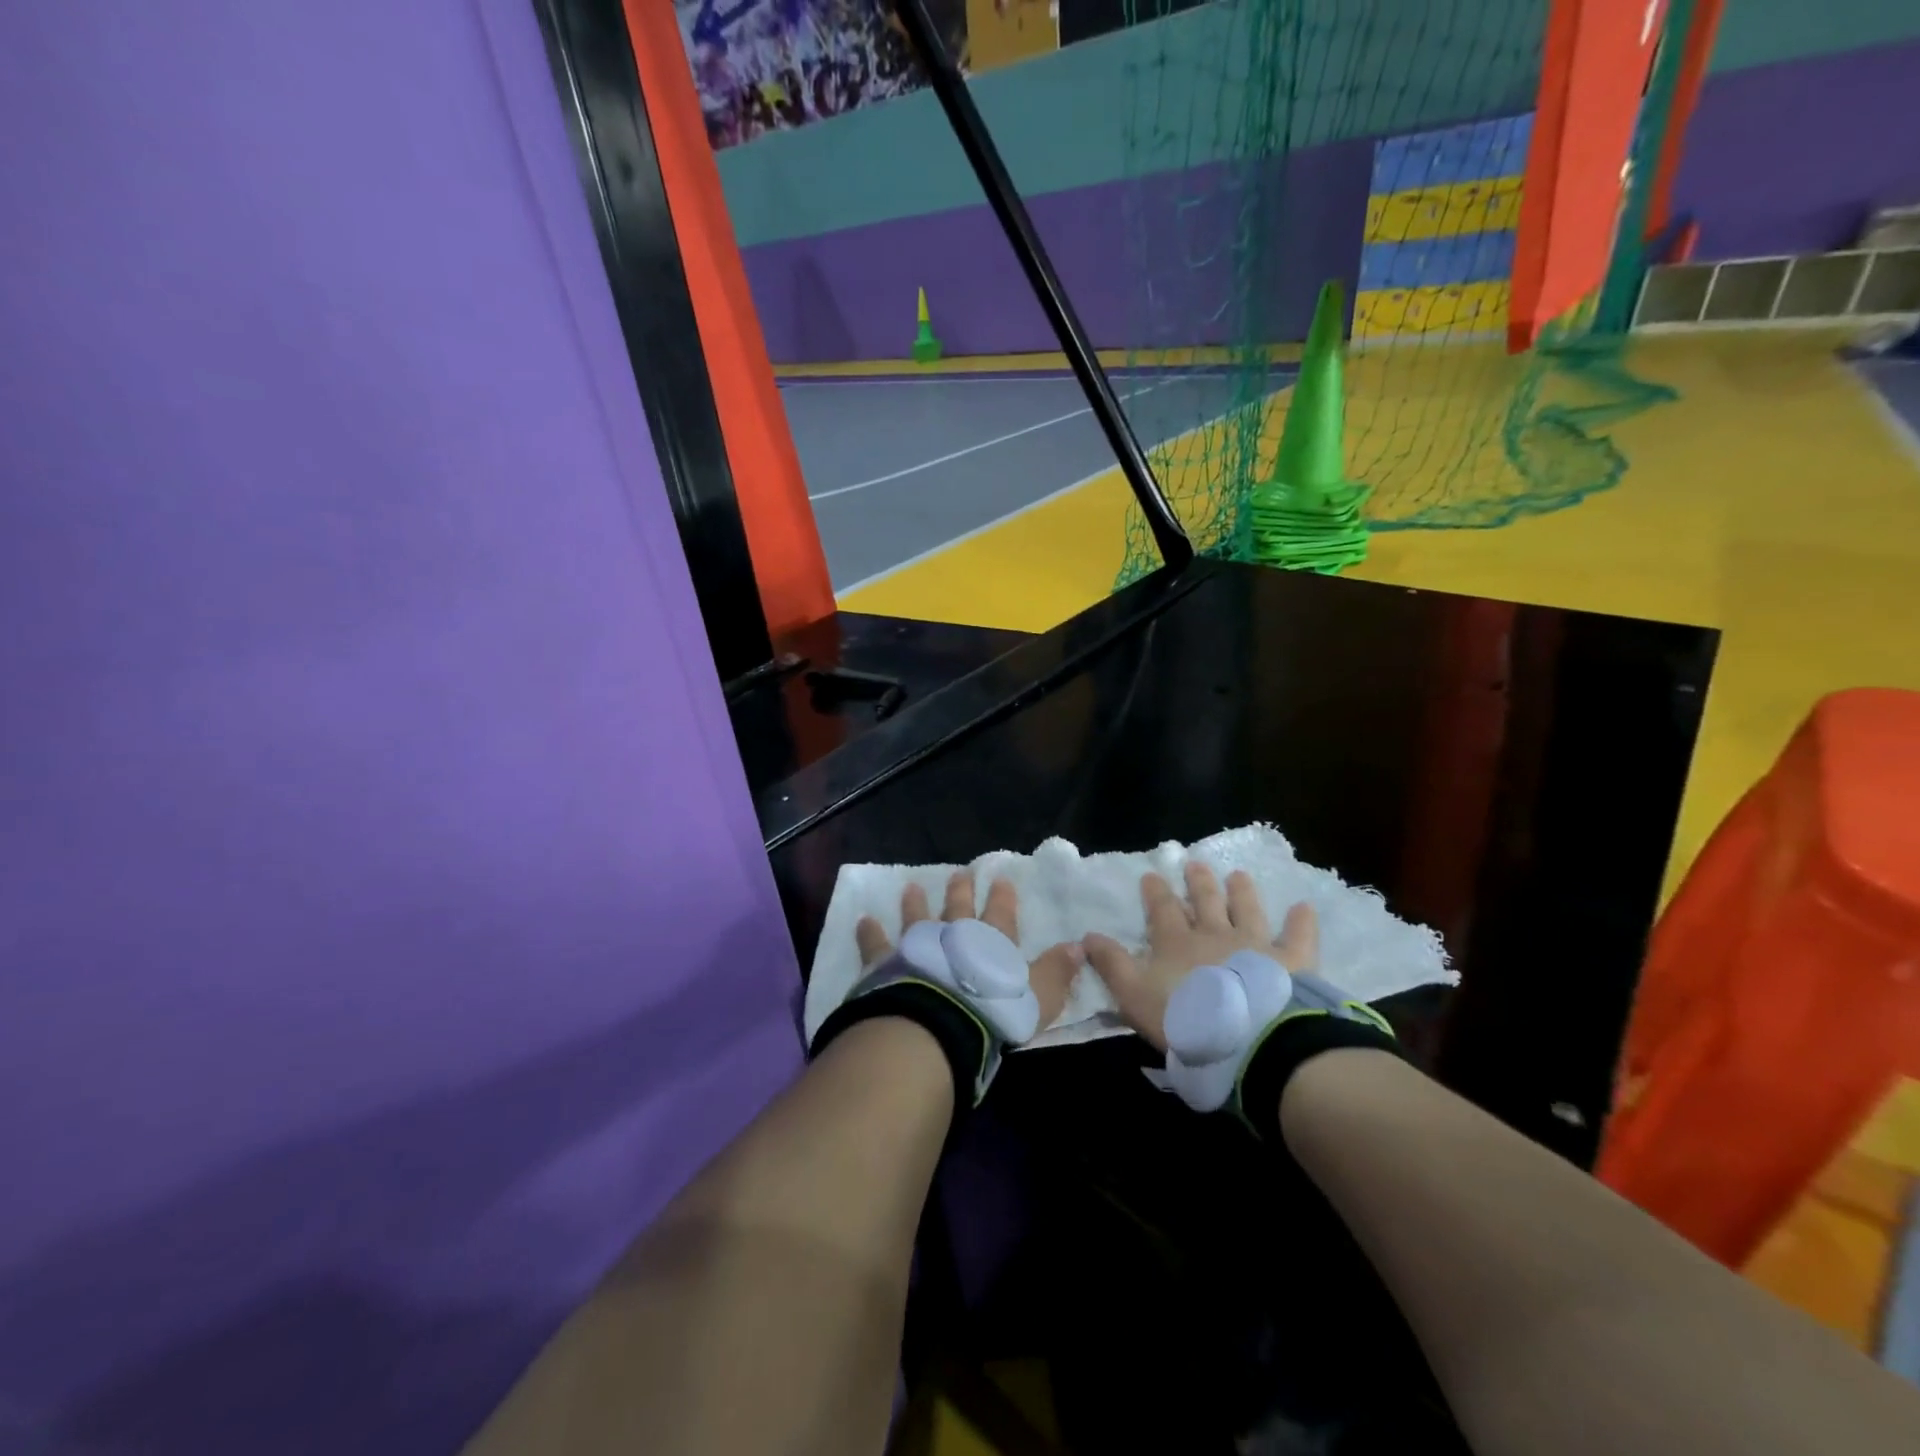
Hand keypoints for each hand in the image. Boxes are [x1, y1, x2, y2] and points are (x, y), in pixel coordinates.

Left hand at [855, 873, 1082, 1037]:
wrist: (939, 1026)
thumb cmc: (994, 1012)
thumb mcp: (1038, 996)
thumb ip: (1056, 972)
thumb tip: (1078, 946)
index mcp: (991, 944)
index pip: (1001, 914)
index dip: (1002, 897)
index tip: (1001, 878)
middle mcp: (954, 937)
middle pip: (958, 909)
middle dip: (961, 891)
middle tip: (960, 873)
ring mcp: (918, 946)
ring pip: (918, 918)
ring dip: (916, 904)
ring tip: (912, 886)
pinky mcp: (887, 963)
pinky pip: (876, 944)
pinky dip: (870, 932)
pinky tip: (864, 920)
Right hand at [1083, 863, 1317, 1051]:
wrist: (1247, 1038)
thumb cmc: (1185, 1018)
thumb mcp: (1134, 995)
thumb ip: (1112, 965)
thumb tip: (1087, 935)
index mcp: (1177, 942)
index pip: (1163, 910)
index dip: (1155, 893)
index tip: (1151, 875)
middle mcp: (1215, 934)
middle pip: (1205, 902)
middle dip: (1198, 882)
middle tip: (1195, 864)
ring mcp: (1255, 944)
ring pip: (1247, 909)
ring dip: (1241, 892)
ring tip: (1238, 875)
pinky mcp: (1291, 961)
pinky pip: (1298, 936)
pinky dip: (1301, 921)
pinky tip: (1304, 907)